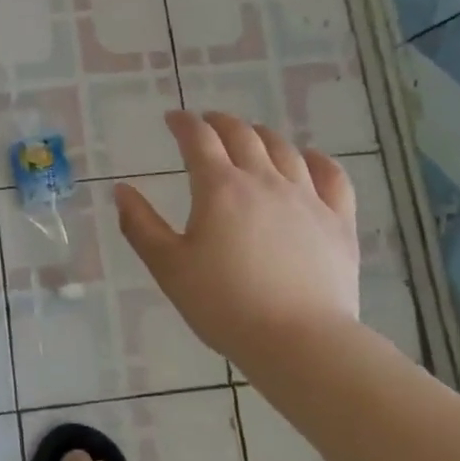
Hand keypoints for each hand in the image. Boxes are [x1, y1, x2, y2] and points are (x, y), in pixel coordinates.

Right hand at [115, 111, 359, 368]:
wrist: (301, 342)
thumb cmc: (225, 305)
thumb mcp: (169, 268)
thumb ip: (141, 225)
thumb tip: (121, 190)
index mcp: (220, 188)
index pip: (199, 138)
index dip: (183, 123)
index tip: (172, 119)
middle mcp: (264, 180)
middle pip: (242, 134)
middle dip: (220, 122)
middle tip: (207, 123)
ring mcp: (306, 197)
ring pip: (284, 149)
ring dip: (262, 135)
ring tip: (251, 136)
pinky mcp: (338, 221)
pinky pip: (332, 176)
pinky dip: (317, 160)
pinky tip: (309, 159)